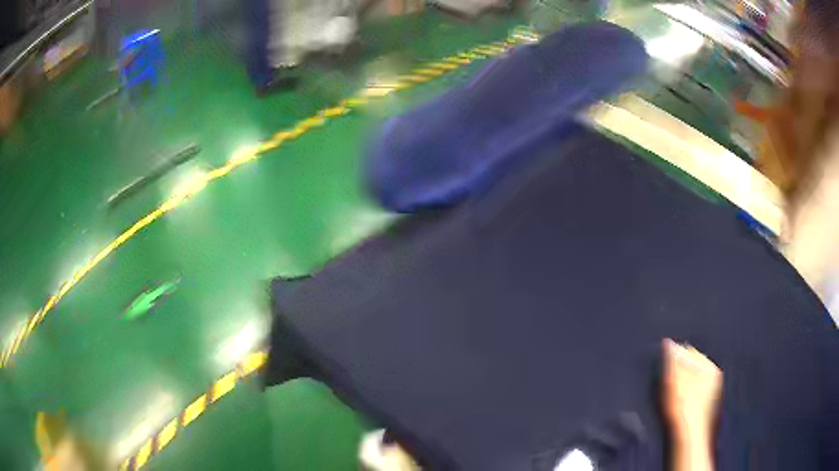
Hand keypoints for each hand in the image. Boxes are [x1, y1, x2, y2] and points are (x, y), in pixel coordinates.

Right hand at [662, 339, 722, 444]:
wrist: (689, 443)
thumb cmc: (682, 411)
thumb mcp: (673, 383)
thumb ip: (671, 361)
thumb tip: (667, 343)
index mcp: (710, 368)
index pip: (689, 352)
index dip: (673, 358)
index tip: (661, 368)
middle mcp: (715, 380)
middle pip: (692, 368)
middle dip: (678, 372)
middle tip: (664, 384)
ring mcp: (712, 397)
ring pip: (693, 384)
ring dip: (681, 387)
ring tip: (668, 399)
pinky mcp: (706, 412)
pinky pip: (693, 398)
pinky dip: (684, 400)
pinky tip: (676, 410)